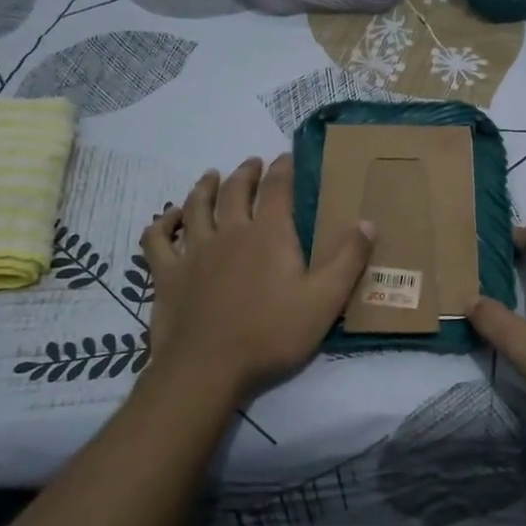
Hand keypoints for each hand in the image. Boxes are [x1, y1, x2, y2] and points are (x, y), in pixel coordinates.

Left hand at [141, 155, 373, 400]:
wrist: (208, 368)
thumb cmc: (272, 334)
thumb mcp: (325, 300)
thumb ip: (348, 259)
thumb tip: (367, 222)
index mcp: (269, 235)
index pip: (277, 189)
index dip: (283, 169)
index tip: (286, 156)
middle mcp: (229, 232)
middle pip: (235, 191)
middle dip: (246, 173)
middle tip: (252, 163)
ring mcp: (193, 251)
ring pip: (196, 207)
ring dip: (205, 187)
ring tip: (212, 176)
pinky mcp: (167, 274)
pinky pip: (157, 240)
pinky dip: (162, 223)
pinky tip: (168, 217)